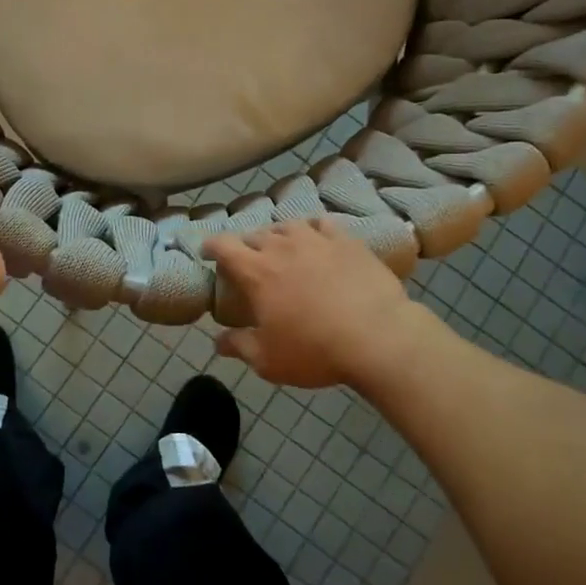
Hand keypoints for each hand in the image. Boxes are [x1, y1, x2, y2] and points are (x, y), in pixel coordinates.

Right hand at [204, 219, 420, 387]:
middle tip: (250, 262)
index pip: (223, 245)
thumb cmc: (314, 350)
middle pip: (255, 235)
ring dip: (279, 235)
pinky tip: (318, 238)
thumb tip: (218, 342)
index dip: (211, 245)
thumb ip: (239, 346)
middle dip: (247, 246)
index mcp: (256, 272)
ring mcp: (316, 239)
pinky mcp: (346, 240)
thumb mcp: (268, 360)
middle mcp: (282, 246)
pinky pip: (322, 224)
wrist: (377, 336)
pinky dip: (313, 229)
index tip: (208, 252)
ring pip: (288, 226)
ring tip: (283, 248)